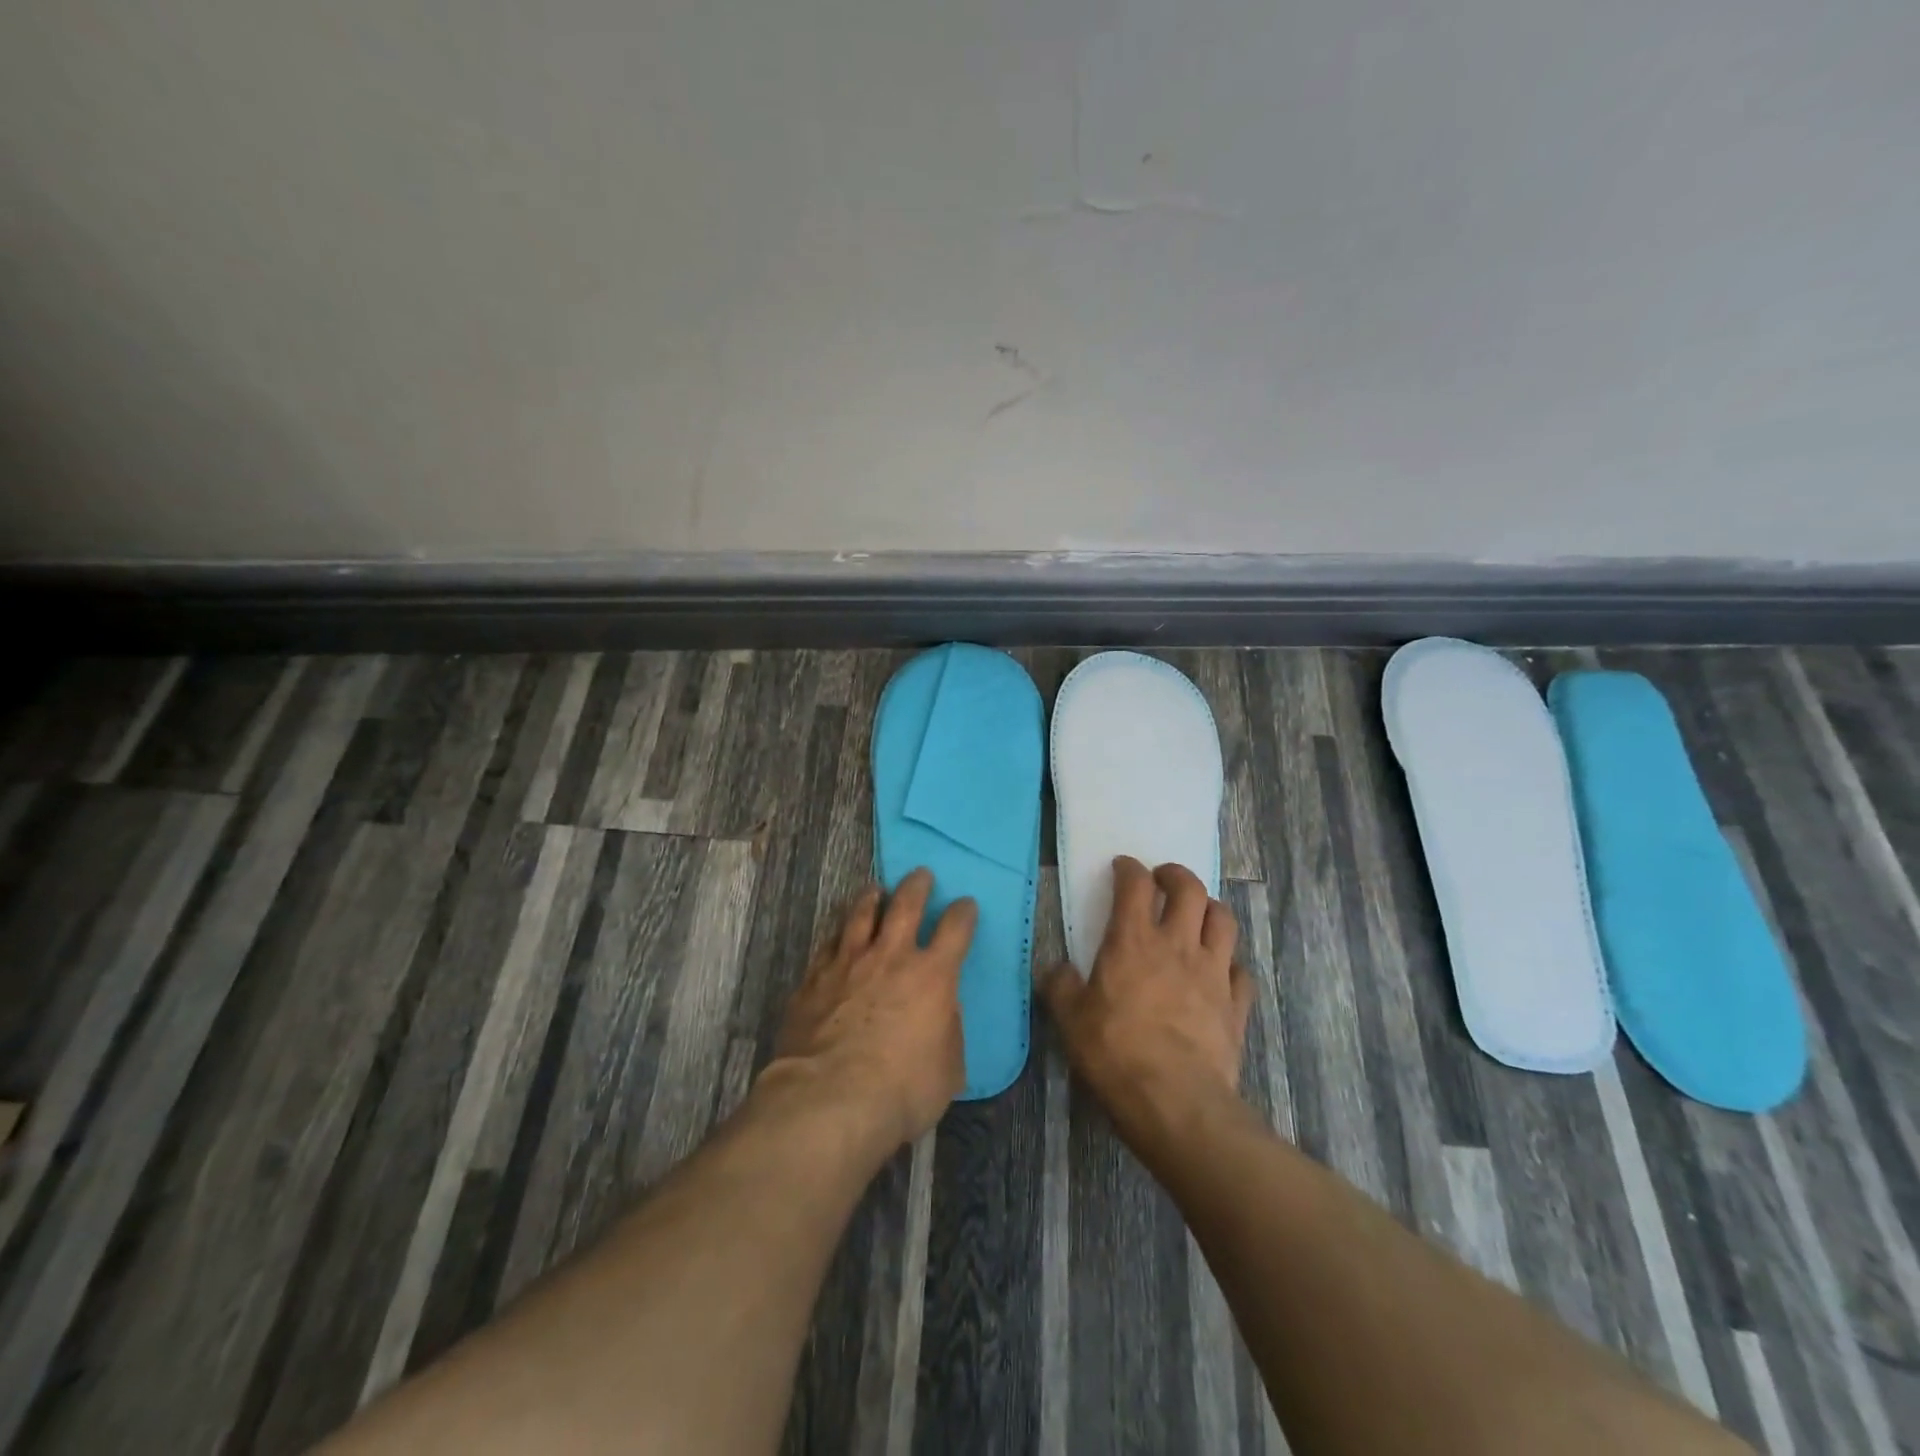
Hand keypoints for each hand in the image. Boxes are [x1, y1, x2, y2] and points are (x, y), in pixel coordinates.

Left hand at [769, 869, 976, 1150]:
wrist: (831, 1099)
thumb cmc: (902, 1090)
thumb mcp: (948, 1068)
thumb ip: (948, 1030)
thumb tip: (942, 1011)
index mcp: (932, 976)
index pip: (955, 929)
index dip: (963, 913)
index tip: (965, 905)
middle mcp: (891, 957)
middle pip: (906, 905)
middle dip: (917, 886)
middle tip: (921, 874)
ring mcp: (848, 963)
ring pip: (860, 915)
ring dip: (871, 898)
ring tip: (875, 889)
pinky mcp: (814, 979)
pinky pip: (827, 944)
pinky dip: (837, 933)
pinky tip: (837, 932)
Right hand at [1041, 856, 1254, 1143]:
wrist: (1176, 1102)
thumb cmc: (1116, 1053)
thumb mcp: (1070, 1019)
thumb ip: (1060, 986)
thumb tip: (1054, 970)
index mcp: (1133, 941)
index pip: (1135, 885)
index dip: (1129, 869)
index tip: (1123, 867)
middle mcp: (1178, 945)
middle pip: (1189, 890)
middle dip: (1176, 876)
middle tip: (1164, 879)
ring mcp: (1213, 973)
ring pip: (1223, 920)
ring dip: (1210, 908)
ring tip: (1198, 913)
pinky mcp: (1236, 1005)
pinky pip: (1241, 971)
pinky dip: (1230, 963)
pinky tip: (1220, 971)